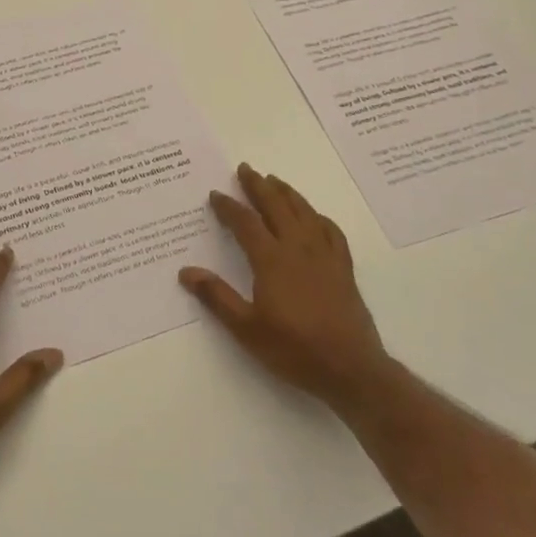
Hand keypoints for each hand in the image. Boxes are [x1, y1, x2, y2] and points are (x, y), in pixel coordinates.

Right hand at [180, 163, 390, 415]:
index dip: (229, 206)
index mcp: (271, 260)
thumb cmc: (294, 349)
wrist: (350, 368)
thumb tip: (186, 271)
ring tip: (274, 180)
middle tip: (246, 168)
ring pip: (304, 212)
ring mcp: (324, 255)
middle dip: (258, 186)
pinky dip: (318, 216)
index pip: (246, 223)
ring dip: (287, 193)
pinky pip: (331, 230)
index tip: (215, 194)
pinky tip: (314, 216)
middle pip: (276, 206)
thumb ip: (217, 297)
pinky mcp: (343, 267)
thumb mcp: (246, 328)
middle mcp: (298, 248)